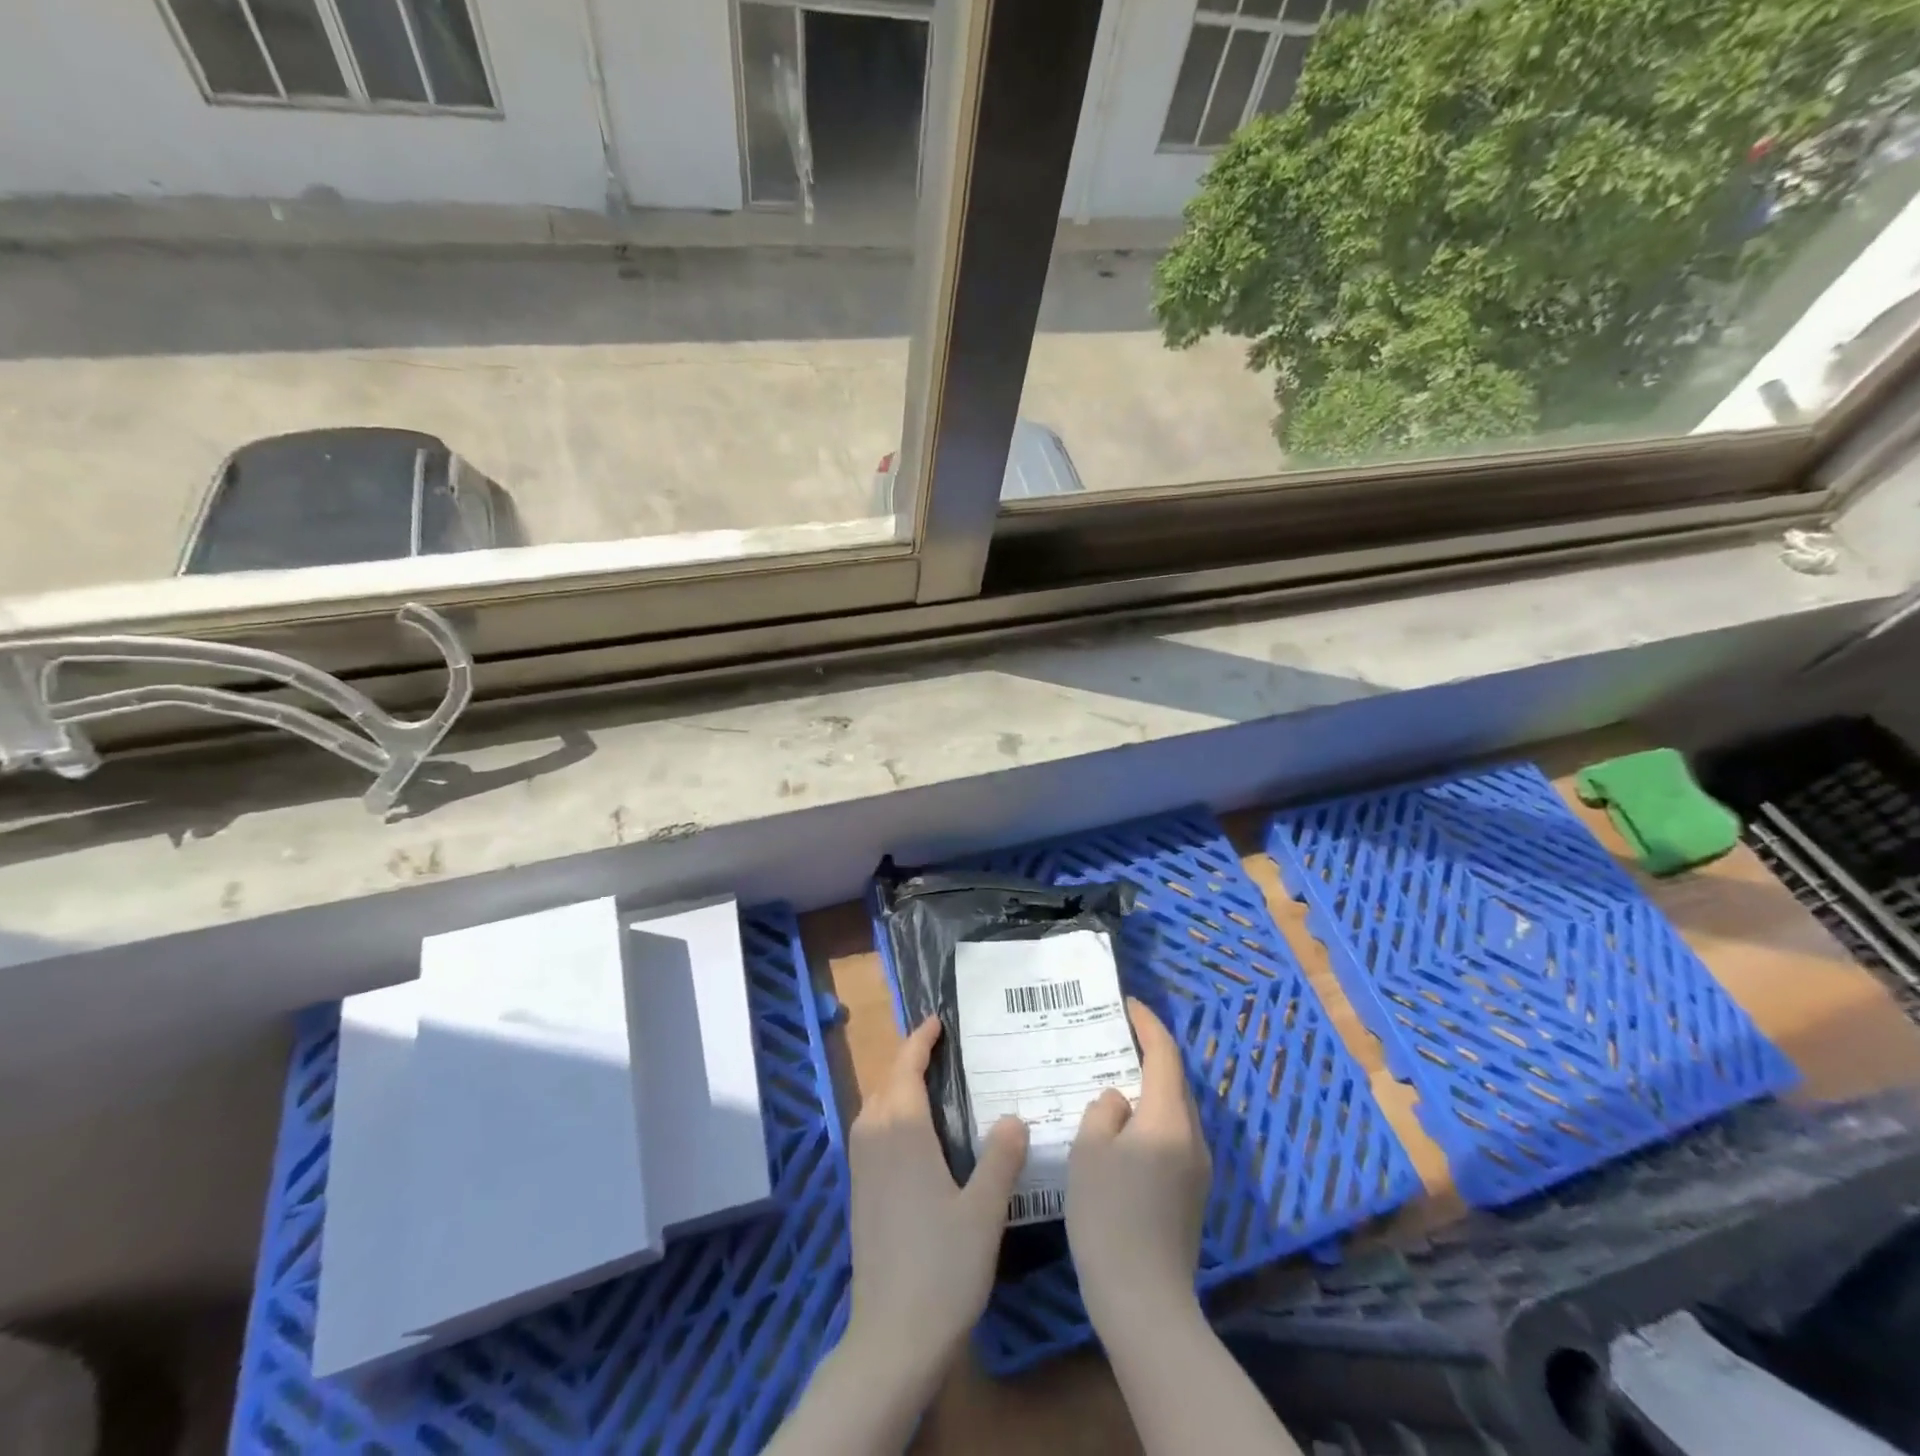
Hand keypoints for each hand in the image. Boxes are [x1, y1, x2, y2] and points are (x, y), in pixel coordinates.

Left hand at [844, 1015, 1029, 1386]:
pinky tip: (914, 1135)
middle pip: (886, 1082)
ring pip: (874, 1107)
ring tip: (930, 1084)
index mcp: (902, 1132)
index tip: (938, 1021)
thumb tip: (1013, 1116)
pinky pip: (870, 1131)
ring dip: (896, 1086)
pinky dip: (889, 1113)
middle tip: (942, 1049)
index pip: (906, 1068)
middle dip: (908, 1059)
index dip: (920, 1040)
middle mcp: (874, 1139)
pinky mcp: (858, 1192)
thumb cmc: (942, 1267)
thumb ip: (1000, 1158)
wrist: (891, 1337)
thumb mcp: (984, 1210)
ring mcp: (861, 1167)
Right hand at [1067, 999, 1211, 1334]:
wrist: (1144, 1301)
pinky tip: (1123, 1132)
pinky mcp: (1192, 1196)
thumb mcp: (1090, 1150)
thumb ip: (1103, 1111)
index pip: (1164, 1054)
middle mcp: (1192, 1137)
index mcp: (1168, 1118)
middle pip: (1173, 1081)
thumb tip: (1118, 1101)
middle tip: (1113, 1038)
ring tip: (1113, 1080)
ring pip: (1173, 1111)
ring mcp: (1197, 1169)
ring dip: (1149, 1089)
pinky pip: (1172, 1138)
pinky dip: (1151, 1119)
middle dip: (1148, 1054)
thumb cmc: (1110, 1215)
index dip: (1147, 1024)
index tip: (1127, 1004)